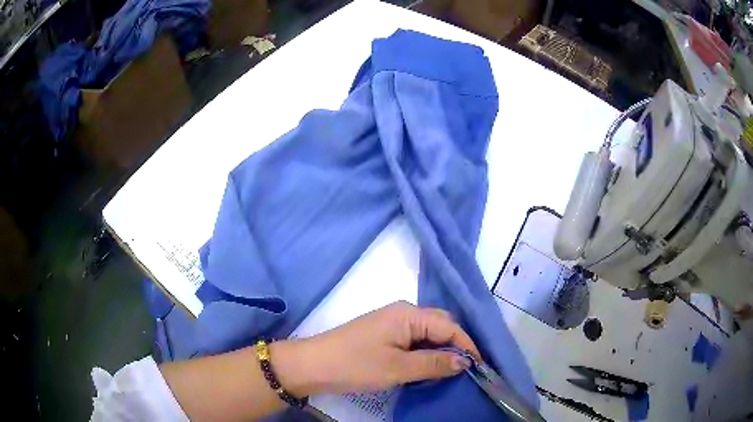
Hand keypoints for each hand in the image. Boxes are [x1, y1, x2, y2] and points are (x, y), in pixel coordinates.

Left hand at [271, 301, 480, 396]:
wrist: (313, 365)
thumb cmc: (356, 365)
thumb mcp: (398, 368)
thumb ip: (434, 363)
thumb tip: (465, 361)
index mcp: (409, 314)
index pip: (449, 327)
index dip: (466, 346)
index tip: (479, 367)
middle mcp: (403, 313)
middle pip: (440, 326)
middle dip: (455, 346)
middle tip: (464, 370)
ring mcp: (392, 323)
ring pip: (427, 334)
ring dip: (439, 351)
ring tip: (448, 371)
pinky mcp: (384, 335)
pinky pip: (414, 340)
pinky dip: (424, 353)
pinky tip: (427, 368)